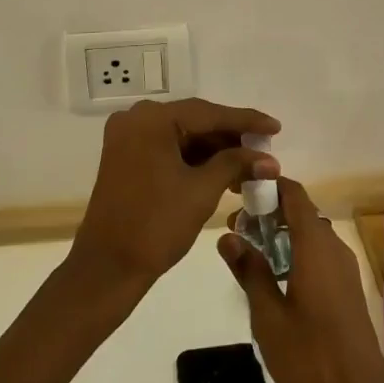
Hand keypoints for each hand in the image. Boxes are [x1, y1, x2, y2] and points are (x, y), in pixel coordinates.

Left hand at [71, 98, 280, 295]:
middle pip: (194, 121)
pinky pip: (168, 148)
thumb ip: (235, 165)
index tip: (276, 127)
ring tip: (249, 167)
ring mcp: (128, 138)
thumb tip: (269, 160)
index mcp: (152, 120)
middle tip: (265, 150)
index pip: (208, 113)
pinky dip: (194, 159)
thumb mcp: (201, 191)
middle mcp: (136, 119)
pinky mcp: (126, 157)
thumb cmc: (156, 226)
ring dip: (214, 150)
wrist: (107, 268)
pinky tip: (222, 174)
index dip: (246, 121)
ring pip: (182, 135)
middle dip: (231, 138)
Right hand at [219, 178, 383, 382]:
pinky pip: (319, 254)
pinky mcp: (347, 289)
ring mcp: (344, 269)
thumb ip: (249, 270)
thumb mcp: (267, 315)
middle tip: (235, 231)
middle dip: (268, 214)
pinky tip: (274, 278)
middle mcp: (334, 247)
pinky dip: (296, 252)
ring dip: (281, 235)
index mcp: (316, 245)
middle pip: (300, 212)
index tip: (239, 192)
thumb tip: (228, 237)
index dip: (267, 185)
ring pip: (310, 234)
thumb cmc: (309, 357)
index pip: (293, 194)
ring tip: (249, 253)